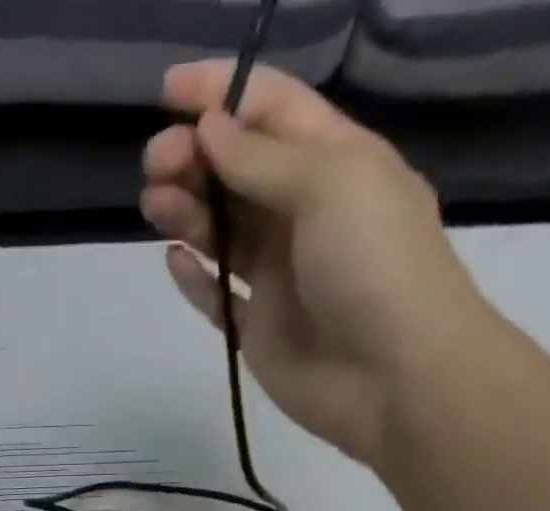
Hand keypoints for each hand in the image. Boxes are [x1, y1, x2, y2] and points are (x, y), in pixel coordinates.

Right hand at [141, 61, 495, 469]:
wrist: (395, 377)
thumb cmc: (374, 265)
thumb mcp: (329, 184)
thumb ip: (261, 159)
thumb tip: (209, 128)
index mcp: (333, 162)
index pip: (271, 110)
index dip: (221, 94)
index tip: (167, 94)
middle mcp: (304, 213)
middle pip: (238, 172)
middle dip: (194, 158)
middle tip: (155, 166)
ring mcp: (281, 276)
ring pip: (222, 231)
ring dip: (187, 211)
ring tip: (154, 205)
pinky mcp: (260, 330)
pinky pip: (219, 298)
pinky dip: (195, 278)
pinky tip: (174, 259)